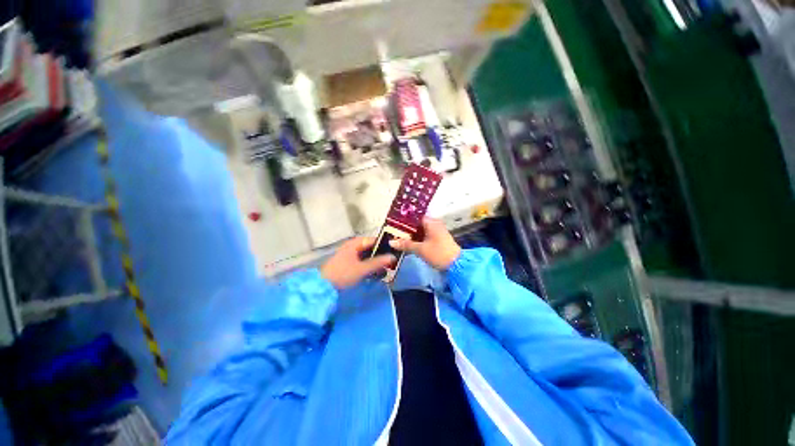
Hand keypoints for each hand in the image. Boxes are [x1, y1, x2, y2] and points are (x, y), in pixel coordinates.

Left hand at [321, 237, 394, 289]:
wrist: (323, 286)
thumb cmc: (343, 274)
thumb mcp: (362, 269)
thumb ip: (378, 262)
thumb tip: (392, 257)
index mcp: (354, 244)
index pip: (372, 240)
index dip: (383, 244)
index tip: (394, 250)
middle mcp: (351, 246)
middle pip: (369, 247)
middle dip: (380, 253)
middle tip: (390, 260)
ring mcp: (348, 254)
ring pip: (365, 254)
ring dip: (374, 260)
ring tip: (385, 266)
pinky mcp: (347, 262)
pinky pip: (361, 260)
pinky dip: (368, 264)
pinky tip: (374, 271)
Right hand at [389, 218, 460, 269]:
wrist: (456, 265)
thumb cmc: (438, 253)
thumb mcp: (420, 249)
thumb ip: (405, 244)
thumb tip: (391, 242)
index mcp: (431, 222)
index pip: (414, 216)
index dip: (404, 220)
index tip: (392, 223)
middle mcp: (434, 224)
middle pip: (417, 223)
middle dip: (405, 228)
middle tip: (392, 231)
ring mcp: (436, 231)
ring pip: (420, 230)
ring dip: (411, 235)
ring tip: (397, 237)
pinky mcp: (437, 239)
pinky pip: (424, 236)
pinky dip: (416, 239)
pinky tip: (407, 243)